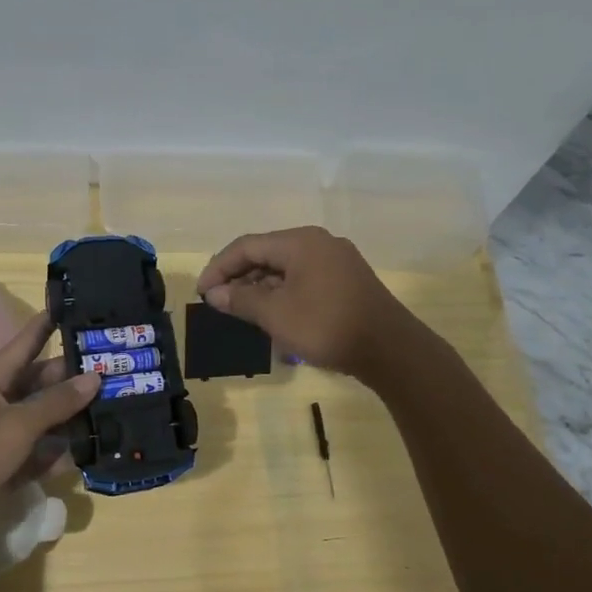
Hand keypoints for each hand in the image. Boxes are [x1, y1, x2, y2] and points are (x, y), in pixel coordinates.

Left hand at [0, 312, 97, 544]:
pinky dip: (66, 450)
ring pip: (49, 417)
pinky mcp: (15, 464)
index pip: (26, 344)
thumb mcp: (17, 423)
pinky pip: (47, 450)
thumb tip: (94, 377)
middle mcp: (1, 402)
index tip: (76, 308)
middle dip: (76, 376)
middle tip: (116, 367)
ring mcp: (8, 435)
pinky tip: (97, 445)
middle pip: (44, 382)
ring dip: (76, 414)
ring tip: (117, 403)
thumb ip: (57, 402)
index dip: (48, 325)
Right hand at [196, 226, 421, 382]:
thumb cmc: (326, 326)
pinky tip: (273, 315)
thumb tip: (215, 294)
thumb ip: (241, 300)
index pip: (247, 246)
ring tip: (241, 312)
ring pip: (286, 268)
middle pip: (267, 254)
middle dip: (239, 277)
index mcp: (300, 242)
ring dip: (260, 288)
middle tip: (218, 303)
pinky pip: (304, 279)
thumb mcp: (276, 315)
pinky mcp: (347, 281)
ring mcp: (336, 261)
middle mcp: (319, 243)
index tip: (201, 292)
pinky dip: (283, 293)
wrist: (390, 349)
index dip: (219, 267)